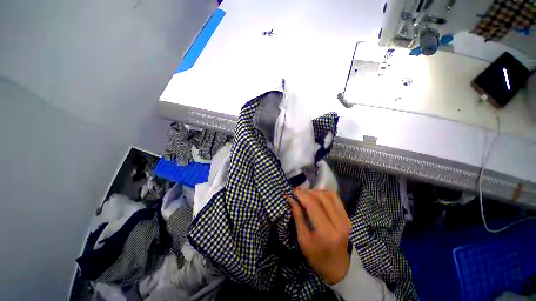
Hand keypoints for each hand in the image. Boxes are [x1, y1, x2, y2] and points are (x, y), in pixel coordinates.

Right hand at [288, 189, 351, 284]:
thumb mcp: (303, 239)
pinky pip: (336, 198)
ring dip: (316, 191)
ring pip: (329, 195)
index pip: (313, 205)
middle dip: (307, 192)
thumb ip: (297, 216)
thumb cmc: (317, 256)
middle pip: (322, 197)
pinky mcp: (347, 217)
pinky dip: (324, 193)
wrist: (338, 267)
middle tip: (298, 193)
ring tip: (306, 194)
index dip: (301, 195)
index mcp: (326, 232)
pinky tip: (317, 196)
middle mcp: (339, 223)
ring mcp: (345, 219)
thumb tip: (290, 199)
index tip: (292, 191)